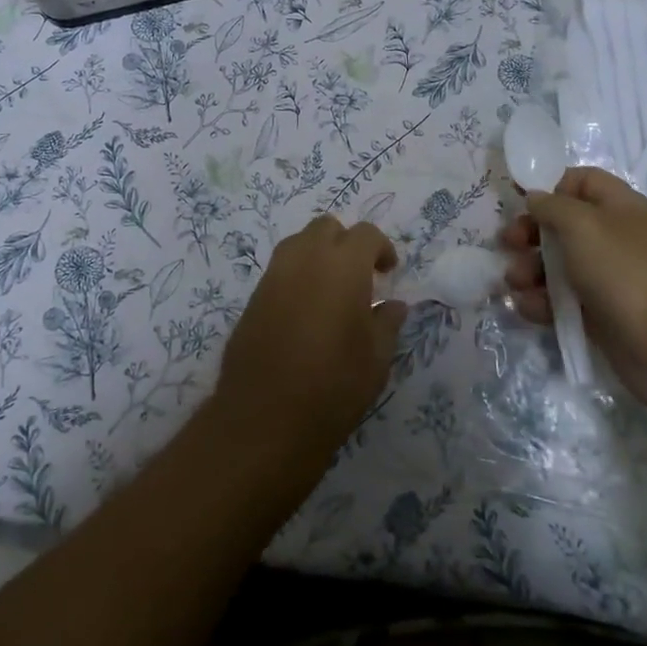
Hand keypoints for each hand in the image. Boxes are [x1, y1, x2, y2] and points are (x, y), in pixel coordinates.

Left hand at [216, 215, 408, 455]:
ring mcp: (274, 275)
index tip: (388, 272)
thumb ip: (387, 322)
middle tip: (359, 275)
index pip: (366, 234)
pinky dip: (297, 276)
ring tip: (331, 290)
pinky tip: (305, 311)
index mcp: (343, 264)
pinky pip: (280, 270)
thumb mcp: (376, 358)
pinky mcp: (253, 297)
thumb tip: (393, 304)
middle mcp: (306, 257)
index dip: (381, 248)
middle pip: (327, 228)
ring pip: (299, 243)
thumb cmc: (334, 385)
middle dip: (346, 243)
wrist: (265, 417)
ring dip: (318, 254)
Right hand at [499, 166, 646, 409]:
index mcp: (618, 206)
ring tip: (514, 282)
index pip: (581, 181)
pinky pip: (562, 300)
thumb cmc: (625, 270)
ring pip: (558, 265)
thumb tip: (536, 197)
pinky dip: (541, 302)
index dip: (550, 185)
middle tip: (507, 243)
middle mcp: (613, 238)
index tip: (519, 198)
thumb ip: (552, 206)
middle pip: (562, 225)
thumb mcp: (582, 225)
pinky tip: (526, 307)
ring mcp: (608, 278)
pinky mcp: (600, 314)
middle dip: (530, 232)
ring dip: (529, 270)